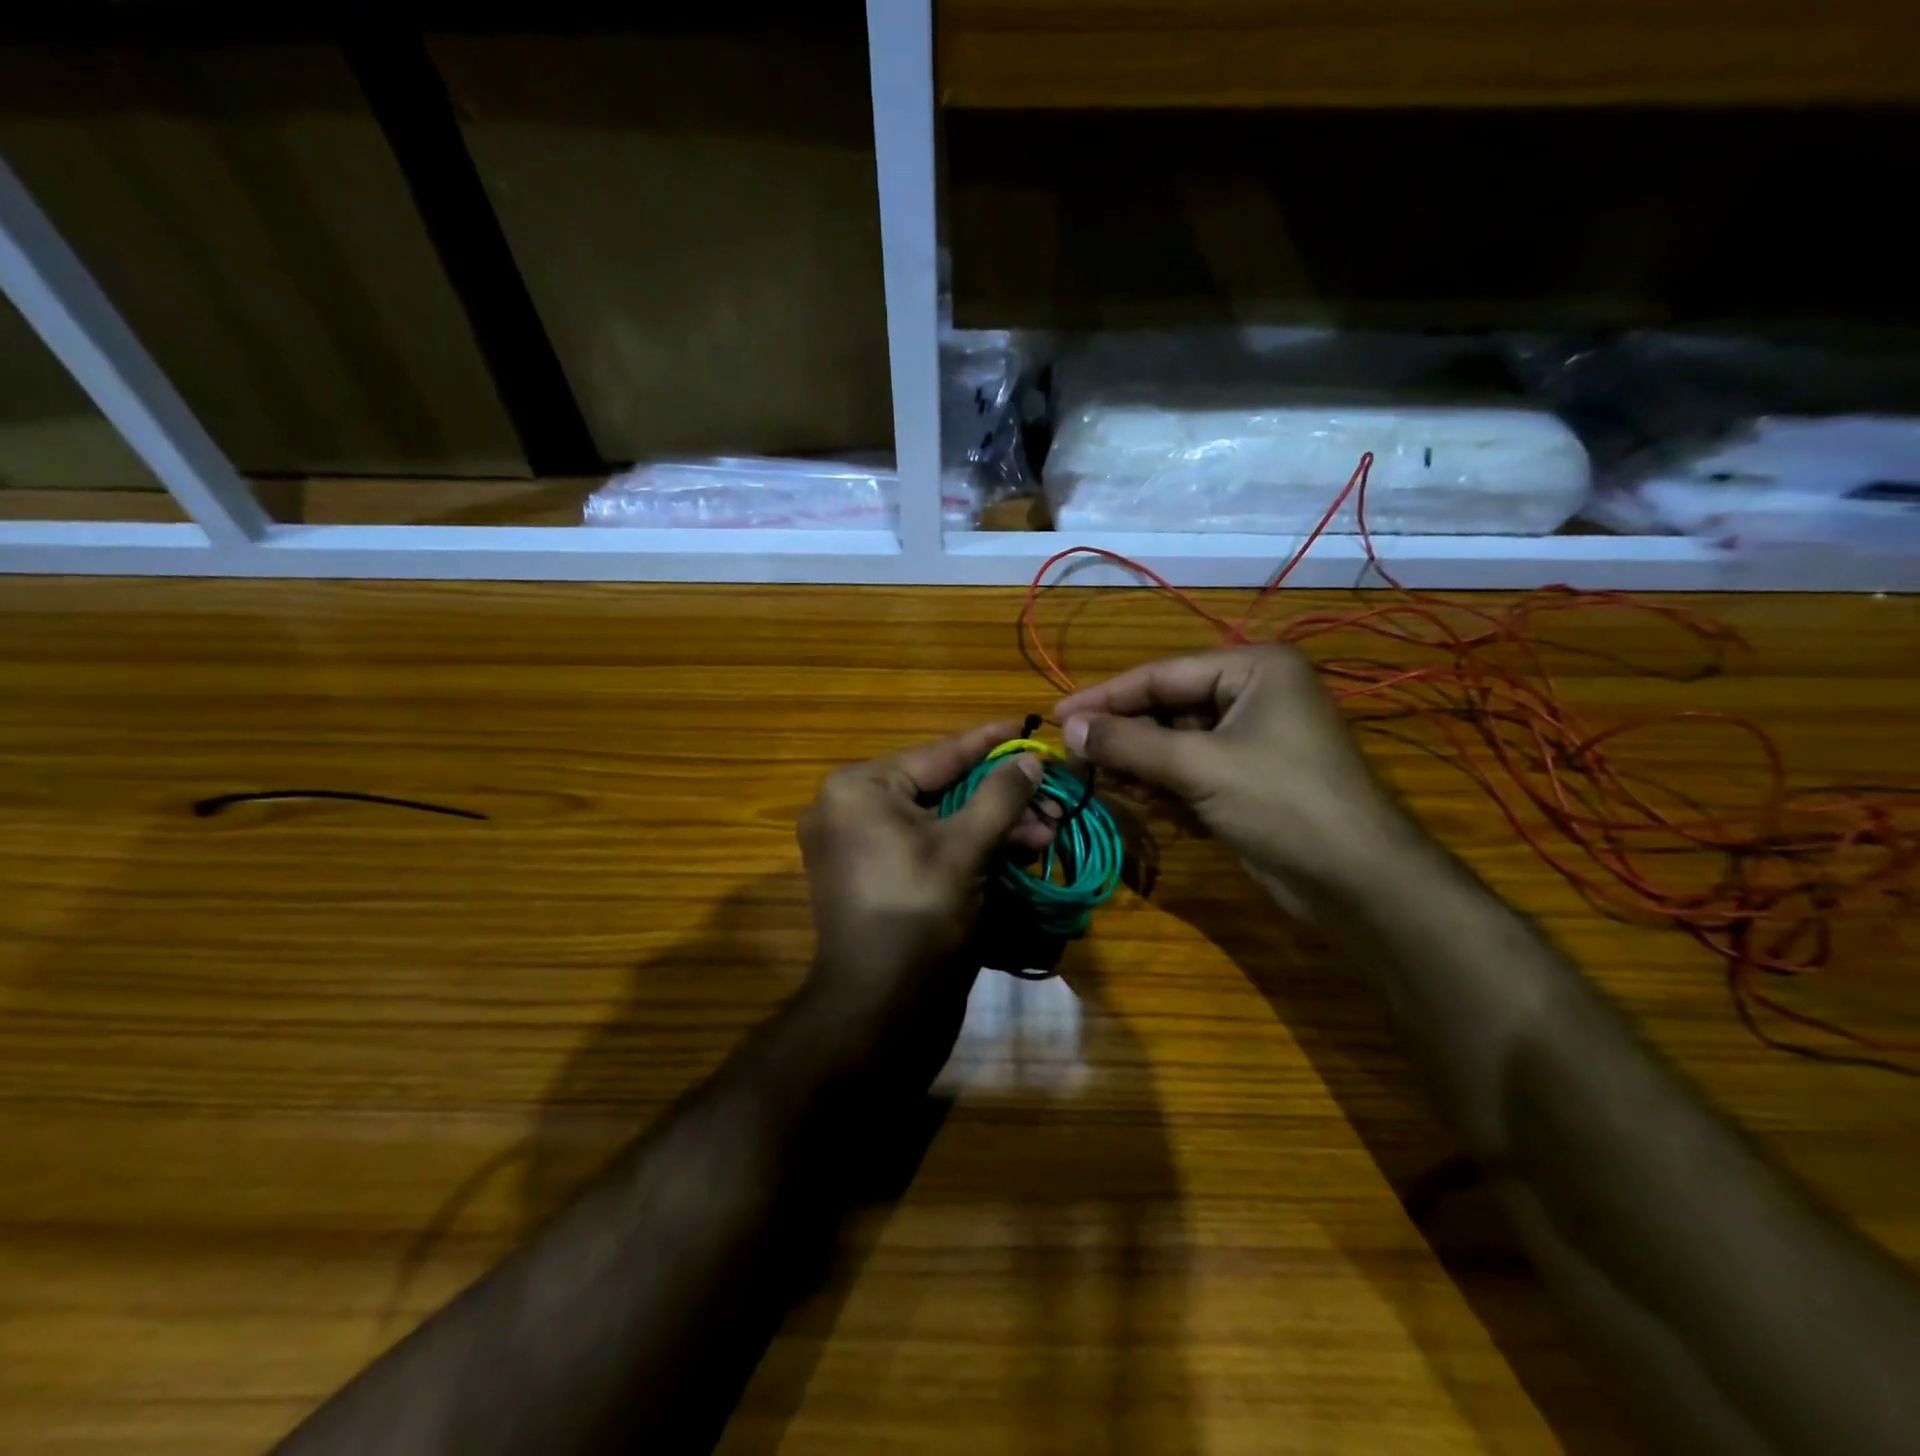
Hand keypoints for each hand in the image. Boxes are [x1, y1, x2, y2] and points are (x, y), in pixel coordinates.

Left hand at [798, 721, 1044, 1015]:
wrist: (878, 1011)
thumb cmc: (919, 915)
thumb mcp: (967, 848)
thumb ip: (1000, 796)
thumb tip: (1029, 759)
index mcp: (859, 788)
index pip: (940, 752)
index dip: (991, 740)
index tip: (1030, 722)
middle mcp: (852, 809)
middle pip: (943, 789)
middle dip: (1003, 798)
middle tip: (1054, 800)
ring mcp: (861, 846)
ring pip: (940, 822)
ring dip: (994, 827)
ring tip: (1048, 832)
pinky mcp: (877, 878)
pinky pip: (928, 849)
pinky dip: (970, 850)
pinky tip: (1018, 853)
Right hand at [1055, 646, 1421, 907]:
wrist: (1356, 881)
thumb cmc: (1281, 802)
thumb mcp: (1199, 766)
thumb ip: (1129, 744)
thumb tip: (1068, 729)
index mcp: (1254, 669)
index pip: (1161, 674)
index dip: (1105, 697)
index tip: (1056, 717)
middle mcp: (1252, 695)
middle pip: (1166, 708)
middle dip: (1123, 735)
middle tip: (1074, 757)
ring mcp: (1251, 739)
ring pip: (1175, 742)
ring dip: (1137, 762)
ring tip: (1097, 780)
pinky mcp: (1247, 779)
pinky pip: (1190, 770)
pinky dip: (1161, 784)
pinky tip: (1133, 798)